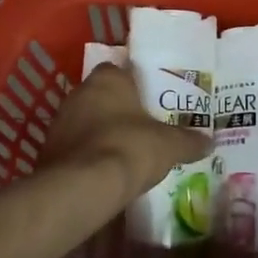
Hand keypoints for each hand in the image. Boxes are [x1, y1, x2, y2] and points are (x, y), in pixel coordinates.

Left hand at [40, 62, 210, 205]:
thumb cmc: (130, 148)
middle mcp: (78, 93)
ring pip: (86, 122)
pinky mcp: (49, 151)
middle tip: (142, 128)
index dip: (137, 85)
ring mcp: (60, 122)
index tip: (151, 101)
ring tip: (125, 153)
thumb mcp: (170, 145)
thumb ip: (189, 141)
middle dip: (120, 111)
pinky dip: (88, 156)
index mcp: (107, 79)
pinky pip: (75, 148)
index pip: (121, 70)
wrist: (83, 186)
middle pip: (102, 97)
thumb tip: (209, 141)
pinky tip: (105, 172)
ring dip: (101, 134)